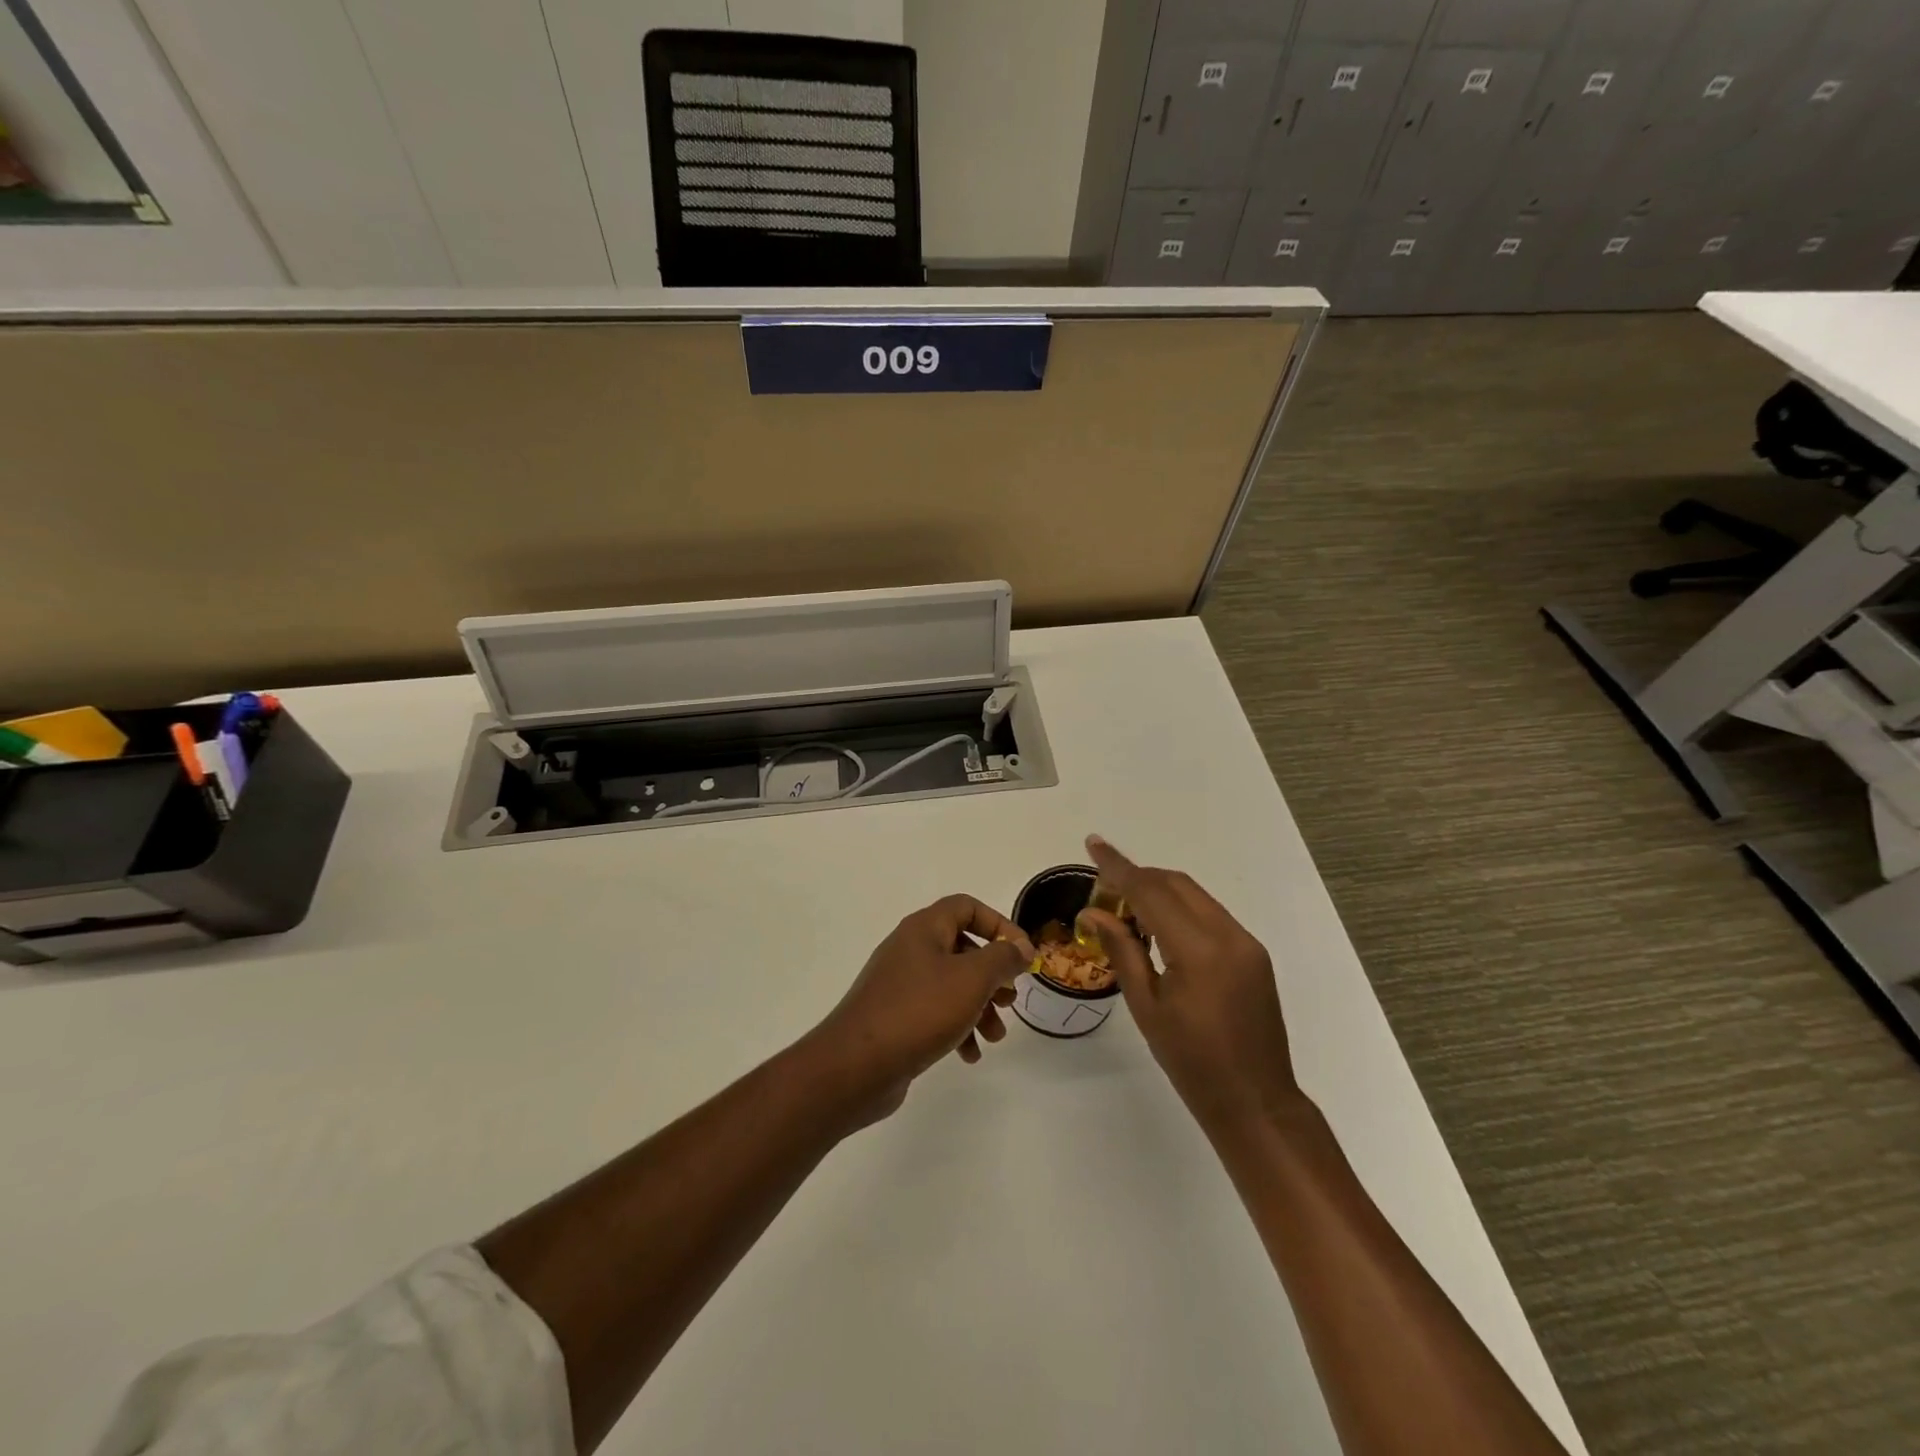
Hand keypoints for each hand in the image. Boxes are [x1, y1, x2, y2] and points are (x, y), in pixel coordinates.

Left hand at [809, 894, 1033, 1124]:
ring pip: (951, 984)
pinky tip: (969, 1055)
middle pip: (962, 948)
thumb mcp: (972, 979)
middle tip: (1009, 1000)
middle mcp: (910, 948)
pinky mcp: (894, 1015)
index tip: (1022, 954)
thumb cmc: (920, 1011)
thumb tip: (1021, 946)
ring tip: (994, 1036)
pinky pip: (934, 1012)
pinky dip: (957, 1028)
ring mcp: (899, 983)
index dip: (999, 925)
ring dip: (979, 1007)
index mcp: (924, 928)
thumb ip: (1002, 959)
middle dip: (992, 975)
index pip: (967, 907)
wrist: (856, 1064)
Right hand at [1081, 836, 1301, 1135]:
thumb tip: (1094, 913)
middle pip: (1176, 884)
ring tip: (1126, 914)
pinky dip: (1180, 911)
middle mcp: (1228, 934)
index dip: (1118, 867)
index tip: (1093, 844)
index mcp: (1198, 950)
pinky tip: (1159, 933)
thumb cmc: (1192, 1062)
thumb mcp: (1146, 1008)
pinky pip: (1210, 915)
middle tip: (1103, 894)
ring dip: (1159, 893)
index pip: (1150, 891)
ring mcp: (1246, 942)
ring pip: (1195, 895)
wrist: (1257, 1102)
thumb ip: (1122, 951)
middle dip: (1138, 878)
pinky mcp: (1254, 954)